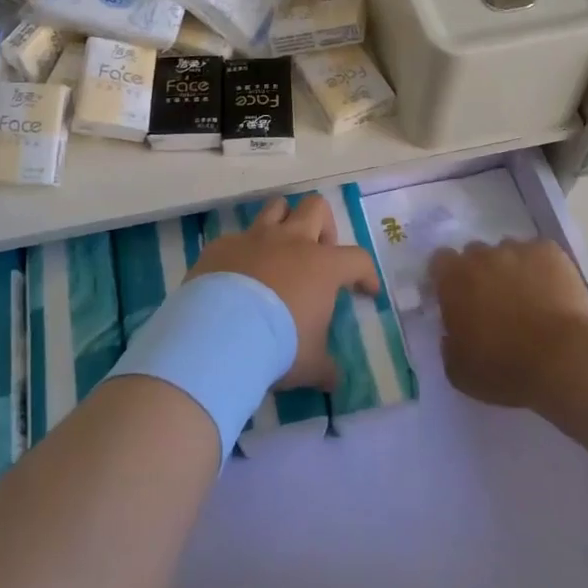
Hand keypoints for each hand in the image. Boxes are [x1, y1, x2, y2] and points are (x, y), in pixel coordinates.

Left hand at [189, 195, 379, 389]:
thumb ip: (325, 368)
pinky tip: (237, 276)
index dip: (366, 273)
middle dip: (323, 226)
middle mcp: (290, 241)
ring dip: (283, 222)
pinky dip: (243, 252)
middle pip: (316, 208)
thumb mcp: (311, 365)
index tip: (366, 291)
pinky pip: (237, 238)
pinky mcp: (222, 245)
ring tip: (280, 250)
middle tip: (318, 254)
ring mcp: (254, 238)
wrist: (220, 333)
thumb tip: (333, 380)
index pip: (358, 259)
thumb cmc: (278, 345)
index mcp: (322, 266)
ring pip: (276, 207)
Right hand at [431, 239, 587, 409]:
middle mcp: (481, 255)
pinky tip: (552, 292)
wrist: (564, 361)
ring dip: (511, 269)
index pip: (440, 261)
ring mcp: (518, 250)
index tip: (456, 297)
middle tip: (493, 301)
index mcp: (453, 279)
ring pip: (508, 252)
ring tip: (528, 298)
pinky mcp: (551, 252)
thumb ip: (448, 345)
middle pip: (474, 253)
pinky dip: (542, 268)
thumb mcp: (459, 371)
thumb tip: (452, 334)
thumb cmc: (505, 368)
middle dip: (480, 272)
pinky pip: (540, 253)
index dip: (447, 277)